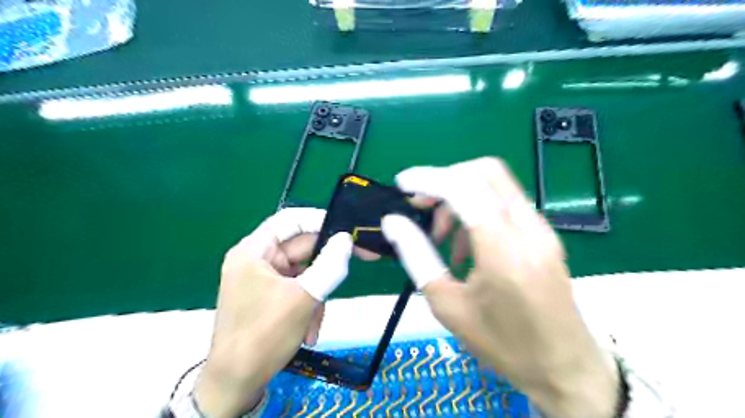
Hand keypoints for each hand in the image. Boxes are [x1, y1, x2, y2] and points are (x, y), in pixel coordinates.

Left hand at [193, 209, 352, 417]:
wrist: (235, 384)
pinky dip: (309, 305)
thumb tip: (346, 239)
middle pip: (301, 247)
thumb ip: (329, 265)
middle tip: (353, 267)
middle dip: (324, 267)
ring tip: (315, 320)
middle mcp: (258, 259)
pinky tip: (308, 330)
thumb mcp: (302, 298)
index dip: (319, 220)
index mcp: (254, 250)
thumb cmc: (264, 335)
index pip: (290, 220)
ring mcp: (264, 278)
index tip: (346, 230)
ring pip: (305, 271)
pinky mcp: (271, 295)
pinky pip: (299, 289)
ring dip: (317, 295)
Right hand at [381, 157, 619, 417]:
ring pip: (496, 185)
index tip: (402, 183)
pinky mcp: (545, 235)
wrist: (565, 368)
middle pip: (485, 171)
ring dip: (461, 196)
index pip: (463, 188)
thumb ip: (417, 256)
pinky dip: (478, 210)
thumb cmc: (502, 344)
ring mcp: (542, 229)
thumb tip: (392, 222)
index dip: (428, 178)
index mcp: (503, 249)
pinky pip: (506, 204)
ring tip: (442, 236)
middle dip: (446, 179)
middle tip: (422, 205)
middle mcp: (529, 228)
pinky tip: (467, 246)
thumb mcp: (448, 305)